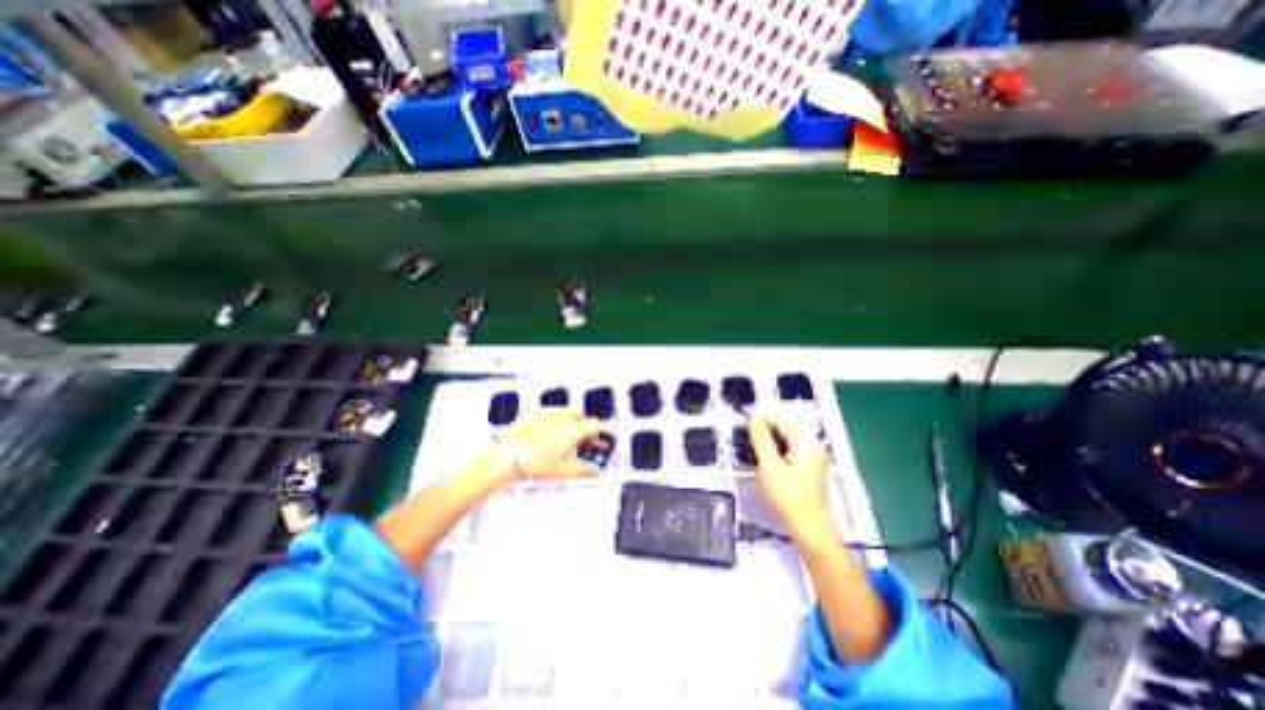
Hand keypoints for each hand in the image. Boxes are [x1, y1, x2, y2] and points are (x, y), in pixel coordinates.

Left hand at [495, 408, 601, 486]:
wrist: (508, 458)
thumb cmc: (536, 463)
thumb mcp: (565, 470)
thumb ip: (585, 469)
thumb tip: (596, 470)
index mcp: (573, 429)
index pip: (593, 425)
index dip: (595, 436)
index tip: (591, 446)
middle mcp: (562, 416)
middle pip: (581, 415)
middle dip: (582, 426)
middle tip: (577, 442)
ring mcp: (547, 412)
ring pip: (565, 411)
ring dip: (569, 421)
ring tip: (561, 438)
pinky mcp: (533, 412)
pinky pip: (549, 411)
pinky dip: (553, 419)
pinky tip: (545, 433)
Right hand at [749, 410, 832, 537]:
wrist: (808, 527)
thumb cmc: (788, 496)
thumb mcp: (770, 465)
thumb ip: (761, 439)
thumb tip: (752, 418)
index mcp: (805, 443)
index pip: (781, 420)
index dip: (761, 418)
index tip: (743, 423)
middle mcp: (812, 445)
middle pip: (785, 427)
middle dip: (765, 428)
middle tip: (745, 435)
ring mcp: (812, 457)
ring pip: (787, 438)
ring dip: (769, 438)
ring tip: (751, 445)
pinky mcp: (808, 467)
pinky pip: (790, 448)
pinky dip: (776, 448)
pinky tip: (764, 457)